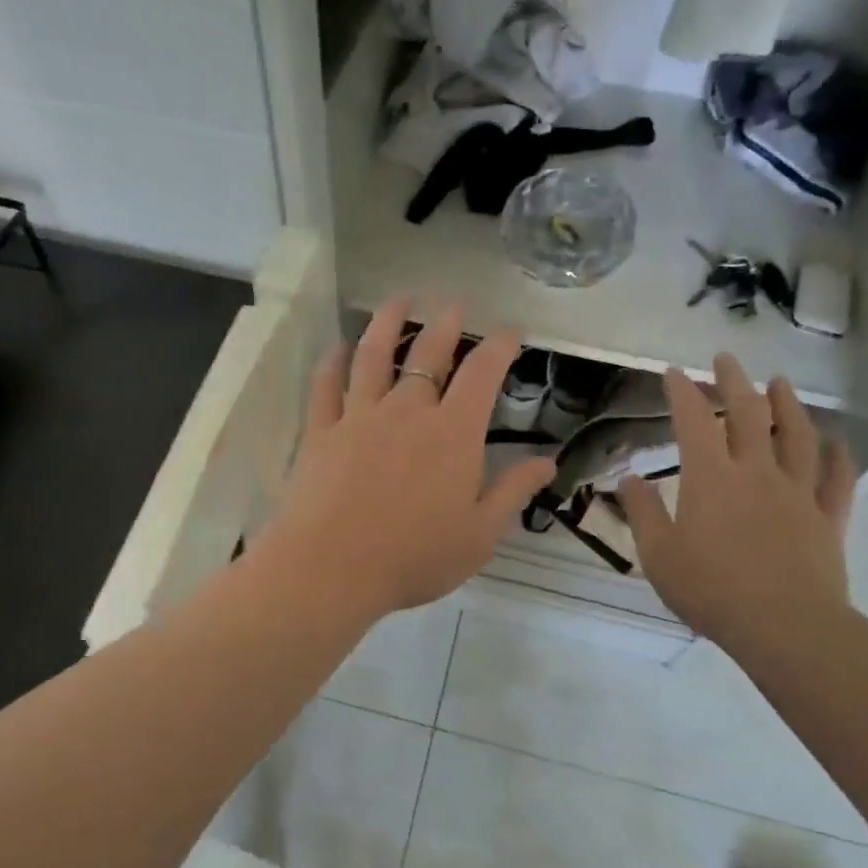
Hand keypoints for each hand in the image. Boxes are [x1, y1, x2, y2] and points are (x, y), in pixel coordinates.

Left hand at [259, 300, 556, 620]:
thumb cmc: (414, 557)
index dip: (499, 346)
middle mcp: (407, 411)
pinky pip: (327, 385)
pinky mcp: (320, 431)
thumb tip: (547, 461)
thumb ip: (513, 492)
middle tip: (454, 303)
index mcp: (453, 433)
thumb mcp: (480, 534)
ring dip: (387, 322)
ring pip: (373, 355)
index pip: (482, 374)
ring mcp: (359, 416)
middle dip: (446, 323)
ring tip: (398, 299)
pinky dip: (333, 362)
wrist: (332, 568)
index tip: (510, 331)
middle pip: (428, 353)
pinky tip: (339, 348)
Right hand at [619, 356, 856, 658]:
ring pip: (796, 435)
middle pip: (748, 414)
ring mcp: (797, 492)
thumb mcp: (658, 555)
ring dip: (788, 404)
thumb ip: (642, 512)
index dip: (682, 391)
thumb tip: (628, 478)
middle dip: (734, 382)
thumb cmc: (711, 590)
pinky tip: (836, 441)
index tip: (673, 374)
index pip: (693, 420)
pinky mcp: (828, 517)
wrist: (785, 627)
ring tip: (780, 383)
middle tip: (725, 360)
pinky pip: (838, 478)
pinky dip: (838, 455)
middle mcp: (756, 472)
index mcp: (711, 478)